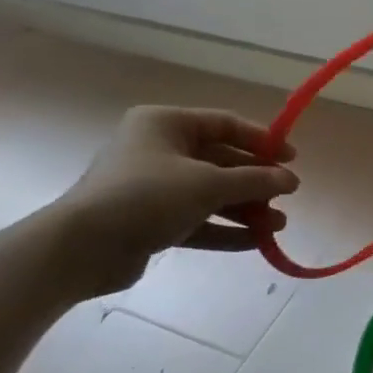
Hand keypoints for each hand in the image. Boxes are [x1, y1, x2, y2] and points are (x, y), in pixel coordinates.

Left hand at [48, 106, 298, 297]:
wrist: (80, 249)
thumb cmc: (146, 196)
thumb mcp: (208, 184)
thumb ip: (254, 180)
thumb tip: (291, 180)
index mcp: (166, 124)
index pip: (225, 125)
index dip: (262, 140)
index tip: (292, 159)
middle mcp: (158, 150)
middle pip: (221, 162)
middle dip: (256, 183)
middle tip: (287, 197)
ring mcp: (153, 187)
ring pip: (211, 194)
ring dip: (245, 210)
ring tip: (278, 227)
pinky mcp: (150, 221)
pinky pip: (197, 220)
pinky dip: (225, 229)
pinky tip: (256, 243)